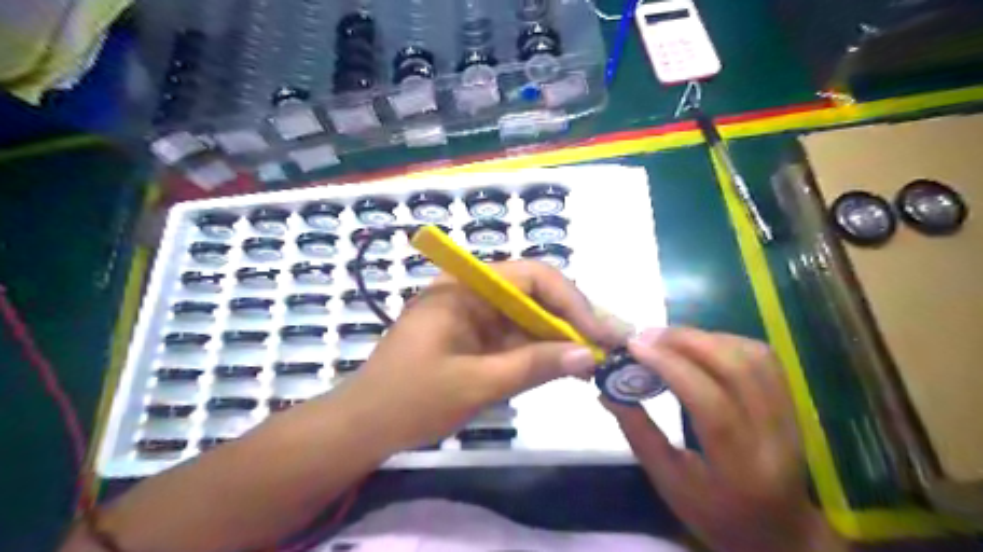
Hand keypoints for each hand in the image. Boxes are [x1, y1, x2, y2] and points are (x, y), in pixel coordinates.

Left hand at [344, 261, 620, 451]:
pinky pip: (515, 335)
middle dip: (572, 318)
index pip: (532, 276)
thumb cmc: (410, 400)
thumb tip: (588, 355)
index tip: (598, 334)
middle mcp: (471, 290)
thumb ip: (534, 365)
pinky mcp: (474, 336)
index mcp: (464, 286)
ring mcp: (473, 313)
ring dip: (560, 335)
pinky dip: (540, 349)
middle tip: (609, 343)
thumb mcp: (477, 383)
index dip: (571, 301)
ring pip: (528, 315)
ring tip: (597, 356)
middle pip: (534, 292)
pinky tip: (566, 364)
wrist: (363, 426)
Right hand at [603, 331, 849, 551]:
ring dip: (706, 337)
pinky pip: (762, 358)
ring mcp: (790, 416)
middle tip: (647, 335)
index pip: (710, 404)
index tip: (634, 347)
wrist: (778, 531)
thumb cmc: (714, 513)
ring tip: (668, 338)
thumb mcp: (667, 481)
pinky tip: (698, 345)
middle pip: (738, 369)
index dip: (671, 367)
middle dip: (687, 341)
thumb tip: (606, 389)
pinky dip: (725, 341)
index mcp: (740, 469)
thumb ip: (637, 432)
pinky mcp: (791, 402)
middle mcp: (774, 437)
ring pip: (753, 356)